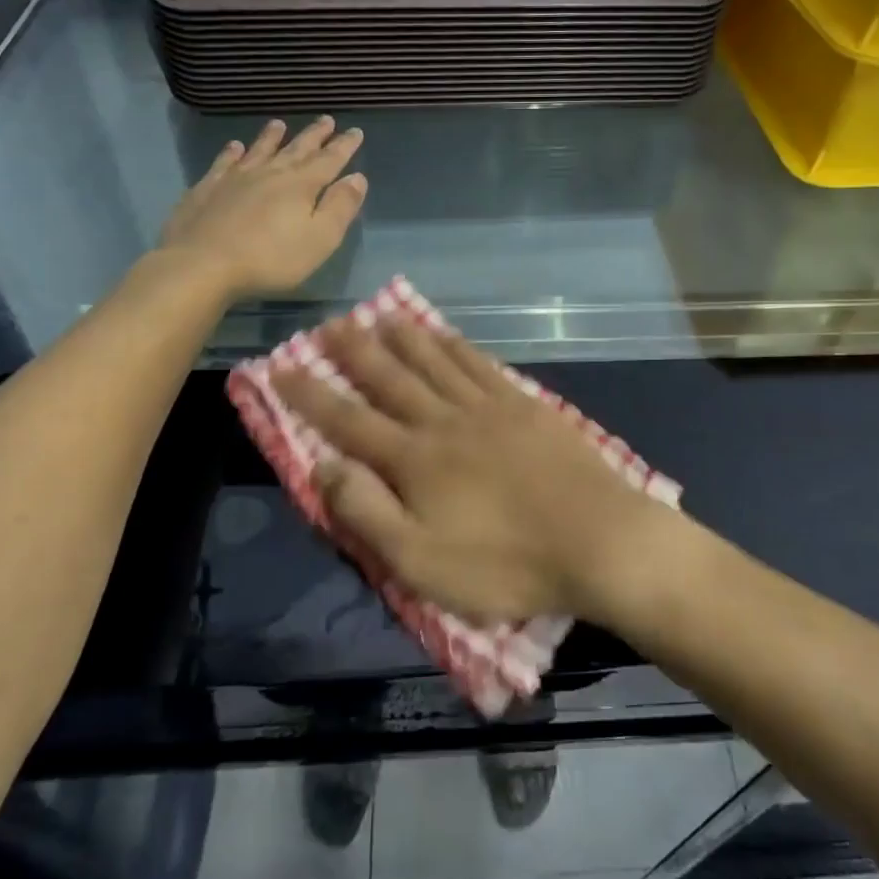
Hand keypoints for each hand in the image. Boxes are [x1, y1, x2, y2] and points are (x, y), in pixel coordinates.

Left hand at [161, 117, 366, 300]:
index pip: (329, 160)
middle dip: (315, 135)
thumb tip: (357, 177)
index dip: (344, 146)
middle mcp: (270, 173)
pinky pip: (224, 163)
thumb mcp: (320, 239)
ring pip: (259, 150)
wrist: (202, 264)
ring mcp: (235, 178)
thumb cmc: (270, 258)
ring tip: (280, 124)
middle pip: (297, 149)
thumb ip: (340, 207)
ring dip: (272, 137)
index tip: (355, 131)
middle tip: (327, 119)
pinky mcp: (207, 189)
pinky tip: (234, 146)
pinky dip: (231, 152)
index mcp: (301, 185)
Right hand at [271, 315, 683, 624]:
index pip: (347, 421)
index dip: (309, 395)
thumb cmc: (505, 564)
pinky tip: (446, 336)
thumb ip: (367, 513)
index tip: (280, 368)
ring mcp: (488, 407)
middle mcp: (444, 421)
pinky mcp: (525, 405)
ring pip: (434, 361)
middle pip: (390, 378)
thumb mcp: (421, 563)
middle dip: (354, 352)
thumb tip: (323, 466)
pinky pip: (480, 364)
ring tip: (380, 315)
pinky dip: (456, 346)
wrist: (597, 540)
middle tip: (330, 324)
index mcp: (414, 460)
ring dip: (403, 338)